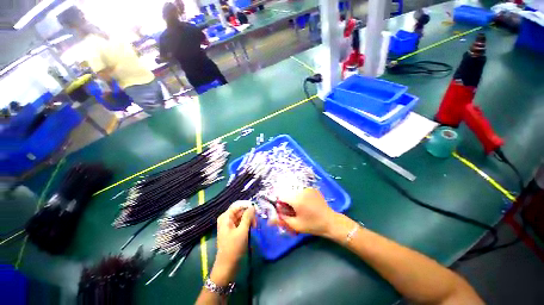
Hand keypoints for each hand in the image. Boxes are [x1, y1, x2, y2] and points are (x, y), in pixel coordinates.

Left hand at [213, 203, 254, 283]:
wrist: (227, 267)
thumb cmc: (233, 248)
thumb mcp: (242, 231)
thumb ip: (247, 217)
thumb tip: (253, 206)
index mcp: (226, 217)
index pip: (238, 205)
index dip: (247, 205)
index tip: (257, 209)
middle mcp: (227, 219)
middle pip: (240, 211)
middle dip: (249, 214)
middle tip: (257, 220)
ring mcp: (230, 225)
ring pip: (242, 217)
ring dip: (249, 219)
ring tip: (256, 225)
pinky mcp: (233, 231)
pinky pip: (241, 223)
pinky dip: (247, 224)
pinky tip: (253, 228)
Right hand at [276, 188, 337, 236]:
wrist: (330, 221)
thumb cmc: (312, 225)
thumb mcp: (295, 225)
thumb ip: (282, 220)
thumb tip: (270, 220)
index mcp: (296, 199)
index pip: (281, 196)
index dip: (281, 204)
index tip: (286, 211)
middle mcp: (301, 191)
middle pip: (288, 194)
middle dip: (288, 202)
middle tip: (294, 212)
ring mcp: (308, 189)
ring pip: (294, 192)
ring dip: (294, 199)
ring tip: (301, 208)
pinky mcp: (312, 189)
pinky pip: (301, 191)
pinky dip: (300, 197)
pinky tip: (307, 204)